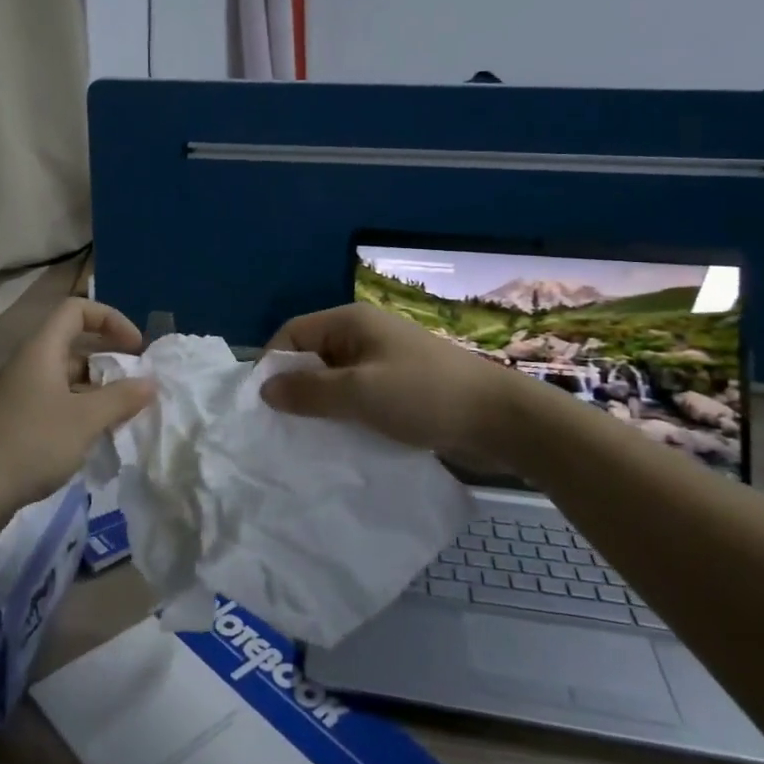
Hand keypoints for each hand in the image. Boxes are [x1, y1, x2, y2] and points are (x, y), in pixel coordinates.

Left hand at [0, 298, 155, 523]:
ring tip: (118, 418)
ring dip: (94, 391)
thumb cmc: (32, 442)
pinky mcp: (10, 423)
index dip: (110, 319)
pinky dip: (76, 412)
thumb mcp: (86, 419)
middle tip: (133, 387)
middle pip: (72, 346)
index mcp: (40, 350)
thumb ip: (122, 398)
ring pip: (63, 379)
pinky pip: (51, 404)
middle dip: (107, 362)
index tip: (135, 348)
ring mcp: (15, 395)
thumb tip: (149, 383)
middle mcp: (26, 365)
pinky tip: (90, 440)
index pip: (77, 310)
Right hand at [260, 302, 518, 461]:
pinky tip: (341, 441)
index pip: (292, 333)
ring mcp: (384, 361)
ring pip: (335, 380)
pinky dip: (346, 415)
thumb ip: (308, 391)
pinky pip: (359, 396)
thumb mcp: (359, 393)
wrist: (500, 418)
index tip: (264, 406)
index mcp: (351, 323)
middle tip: (283, 429)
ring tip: (308, 441)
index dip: (273, 364)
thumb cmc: (424, 396)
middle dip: (296, 389)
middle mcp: (363, 335)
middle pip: (312, 356)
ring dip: (322, 407)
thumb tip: (265, 389)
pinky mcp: (400, 387)